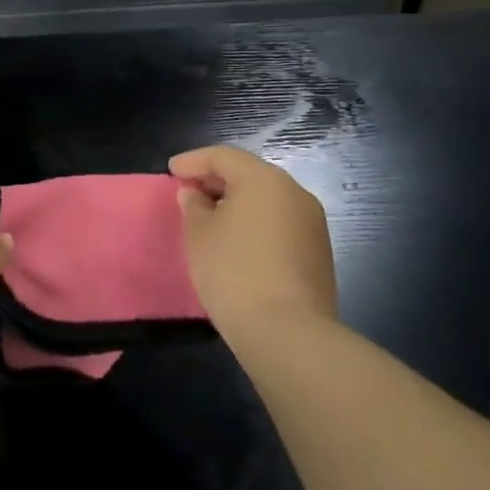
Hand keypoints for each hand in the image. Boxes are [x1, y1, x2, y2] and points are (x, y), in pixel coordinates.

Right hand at [170, 146, 335, 339]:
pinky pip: (280, 223)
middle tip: (188, 191)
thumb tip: (196, 194)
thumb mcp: (199, 234)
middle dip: (216, 179)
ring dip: (237, 202)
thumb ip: (194, 205)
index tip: (171, 171)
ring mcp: (312, 223)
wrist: (288, 333)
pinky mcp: (318, 252)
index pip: (223, 156)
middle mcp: (294, 192)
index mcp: (264, 180)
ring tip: (210, 217)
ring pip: (267, 199)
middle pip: (249, 174)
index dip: (193, 161)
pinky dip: (255, 223)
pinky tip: (237, 241)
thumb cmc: (233, 272)